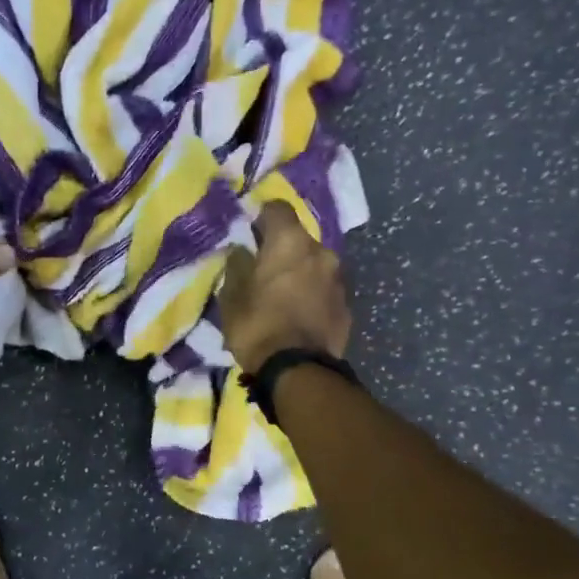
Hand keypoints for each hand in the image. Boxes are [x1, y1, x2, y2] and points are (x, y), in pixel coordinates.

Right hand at [218, 201, 351, 374]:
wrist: (298, 370)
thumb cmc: (258, 326)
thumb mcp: (231, 296)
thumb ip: (236, 266)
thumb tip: (241, 251)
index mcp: (290, 242)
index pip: (277, 208)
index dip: (261, 218)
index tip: (250, 235)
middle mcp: (321, 251)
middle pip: (298, 239)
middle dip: (282, 250)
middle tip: (264, 272)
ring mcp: (339, 279)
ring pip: (314, 265)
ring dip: (300, 273)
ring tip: (283, 297)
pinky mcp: (347, 305)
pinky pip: (325, 290)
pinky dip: (313, 295)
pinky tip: (300, 315)